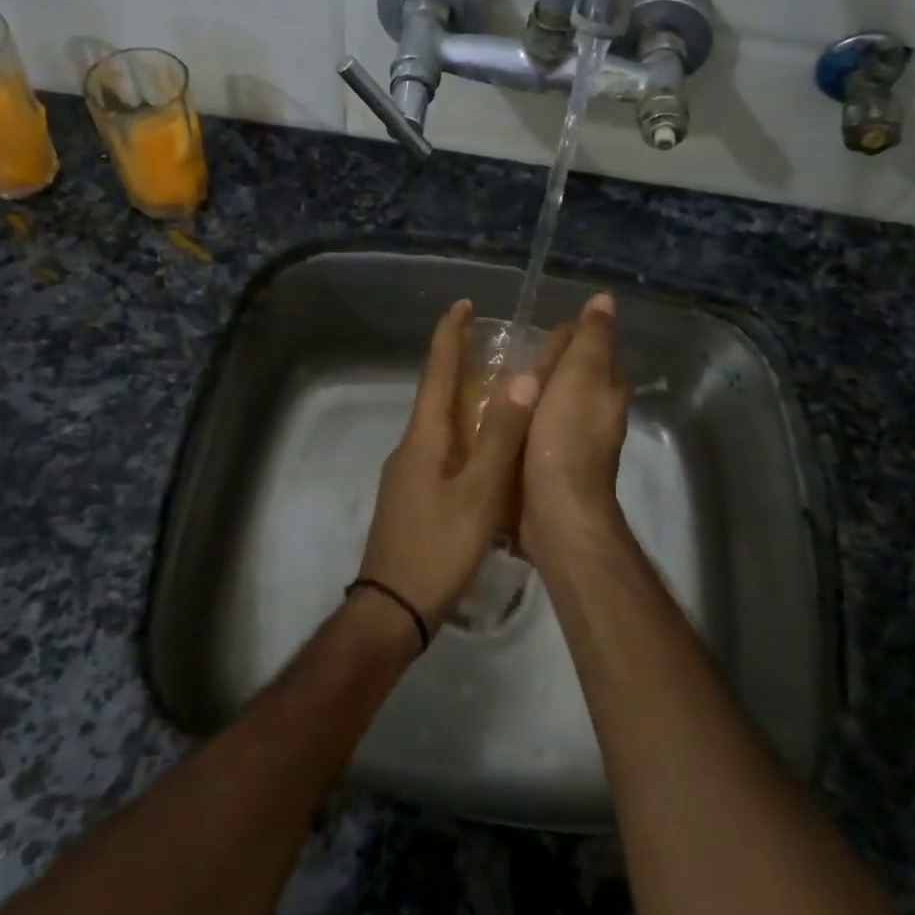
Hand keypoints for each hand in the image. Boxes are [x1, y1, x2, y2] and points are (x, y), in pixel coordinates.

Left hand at [357, 300, 540, 637]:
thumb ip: (500, 436)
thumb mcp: (480, 492)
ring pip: (440, 424)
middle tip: (492, 345)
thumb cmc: (438, 547)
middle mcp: (412, 447)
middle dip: (459, 363)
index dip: (450, 335)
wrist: (392, 610)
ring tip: (498, 393)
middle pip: (436, 393)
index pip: (437, 372)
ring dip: (464, 400)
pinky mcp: (414, 497)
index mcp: (424, 437)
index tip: (463, 304)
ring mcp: (408, 474)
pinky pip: (442, 450)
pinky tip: (485, 453)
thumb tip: (522, 378)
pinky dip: (464, 434)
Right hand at [520, 292, 628, 567]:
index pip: (590, 349)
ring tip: (491, 380)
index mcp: (606, 390)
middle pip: (568, 378)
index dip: (566, 336)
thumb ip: (592, 337)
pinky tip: (495, 418)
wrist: (556, 509)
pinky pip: (533, 431)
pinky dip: (519, 421)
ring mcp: (572, 443)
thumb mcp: (582, 373)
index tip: (535, 329)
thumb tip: (605, 299)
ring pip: (549, 405)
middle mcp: (594, 414)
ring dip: (529, 394)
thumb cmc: (567, 436)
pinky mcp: (549, 465)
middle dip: (544, 365)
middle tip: (504, 354)